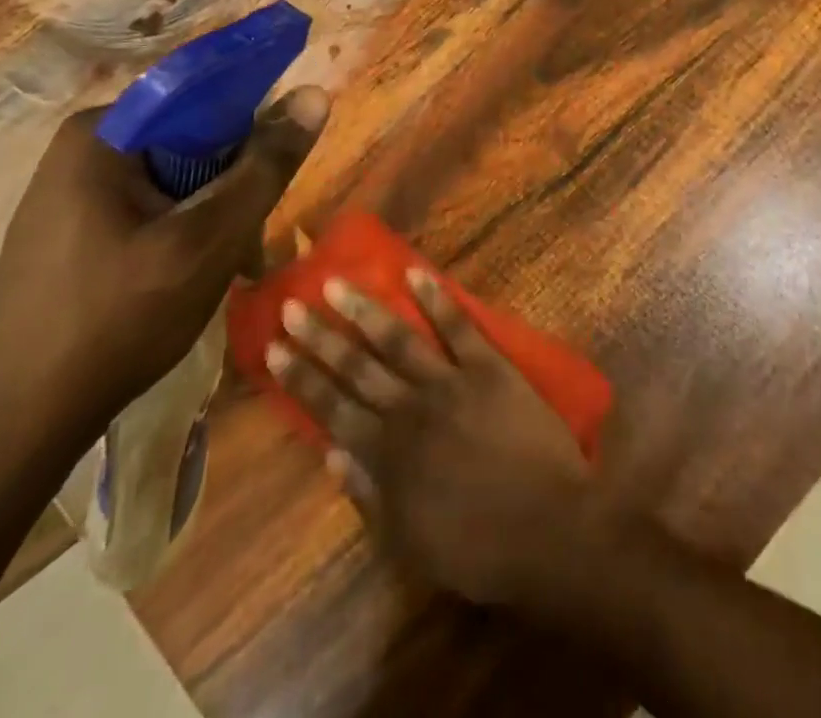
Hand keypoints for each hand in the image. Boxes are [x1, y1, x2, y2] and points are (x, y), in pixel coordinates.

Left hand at [0, 87, 329, 439]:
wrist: (13, 426)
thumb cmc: (117, 319)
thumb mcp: (209, 239)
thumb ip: (265, 167)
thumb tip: (315, 94)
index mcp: (103, 133)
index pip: (204, 100)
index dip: (251, 134)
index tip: (271, 183)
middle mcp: (82, 149)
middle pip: (190, 144)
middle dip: (231, 191)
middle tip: (249, 248)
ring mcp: (70, 193)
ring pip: (173, 182)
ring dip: (212, 219)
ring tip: (229, 272)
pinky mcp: (69, 232)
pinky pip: (146, 211)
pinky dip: (180, 236)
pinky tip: (190, 281)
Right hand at [269, 269, 597, 605]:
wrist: (547, 527)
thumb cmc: (477, 545)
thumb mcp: (409, 541)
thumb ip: (367, 495)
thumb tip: (329, 454)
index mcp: (387, 454)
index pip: (332, 408)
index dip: (301, 378)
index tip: (273, 349)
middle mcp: (409, 409)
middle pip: (356, 367)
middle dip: (320, 337)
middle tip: (291, 306)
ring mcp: (449, 382)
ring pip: (397, 339)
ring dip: (364, 310)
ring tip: (335, 284)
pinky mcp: (488, 366)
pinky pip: (458, 326)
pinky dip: (436, 299)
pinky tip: (415, 274)